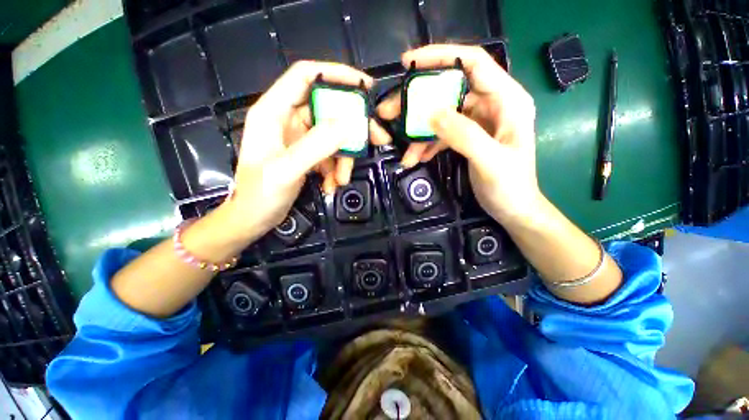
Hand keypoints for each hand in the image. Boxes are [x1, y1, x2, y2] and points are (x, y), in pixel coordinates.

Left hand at [225, 61, 390, 240]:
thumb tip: (348, 125)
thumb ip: (316, 146)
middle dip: (353, 127)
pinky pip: (330, 154)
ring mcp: (299, 139)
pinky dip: (336, 169)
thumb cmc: (259, 194)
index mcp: (274, 112)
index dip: (336, 74)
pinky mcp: (307, 155)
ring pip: (333, 137)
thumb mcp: (286, 169)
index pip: (306, 76)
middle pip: (329, 110)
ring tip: (342, 179)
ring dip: (344, 158)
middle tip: (377, 139)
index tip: (364, 85)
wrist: (253, 219)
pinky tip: (331, 185)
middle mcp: (288, 120)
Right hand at [378, 45, 540, 223]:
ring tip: (404, 152)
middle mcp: (492, 104)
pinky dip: (427, 145)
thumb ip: (463, 135)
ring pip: (441, 116)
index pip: (473, 63)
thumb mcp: (490, 161)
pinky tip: (416, 157)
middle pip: (449, 91)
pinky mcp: (467, 137)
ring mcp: (478, 122)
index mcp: (507, 100)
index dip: (441, 57)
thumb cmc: (510, 187)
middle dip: (418, 102)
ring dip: (419, 132)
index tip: (408, 63)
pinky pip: (442, 134)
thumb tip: (430, 113)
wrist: (513, 209)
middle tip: (390, 112)